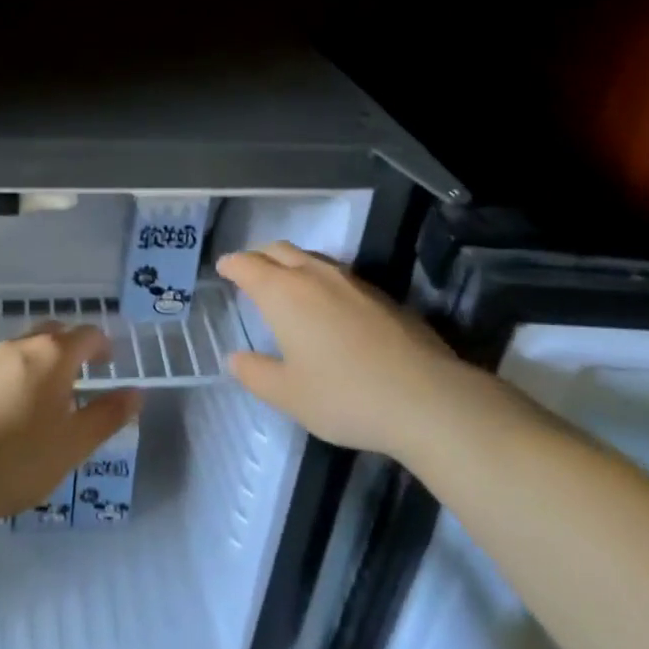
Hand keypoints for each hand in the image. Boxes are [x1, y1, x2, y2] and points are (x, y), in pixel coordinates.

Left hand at [0, 322, 141, 526]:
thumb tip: (136, 393)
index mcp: (52, 355)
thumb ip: (107, 415)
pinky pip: (2, 367)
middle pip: (54, 332)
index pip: (87, 334)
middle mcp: (20, 347)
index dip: (103, 346)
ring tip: (52, 394)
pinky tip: (16, 409)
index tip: (110, 364)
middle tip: (85, 372)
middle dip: (73, 346)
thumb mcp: (74, 444)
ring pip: (25, 348)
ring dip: (44, 360)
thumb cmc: (18, 459)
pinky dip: (20, 375)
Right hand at [216, 241, 508, 461]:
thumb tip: (235, 358)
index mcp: (284, 293)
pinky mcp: (382, 296)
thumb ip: (255, 373)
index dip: (232, 264)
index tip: (223, 267)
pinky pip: (339, 275)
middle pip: (280, 250)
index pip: (248, 265)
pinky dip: (321, 280)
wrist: (426, 398)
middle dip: (259, 256)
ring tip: (286, 284)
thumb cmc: (344, 396)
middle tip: (249, 271)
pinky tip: (328, 306)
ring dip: (292, 264)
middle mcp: (316, 277)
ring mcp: (354, 282)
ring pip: (313, 259)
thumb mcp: (287, 394)